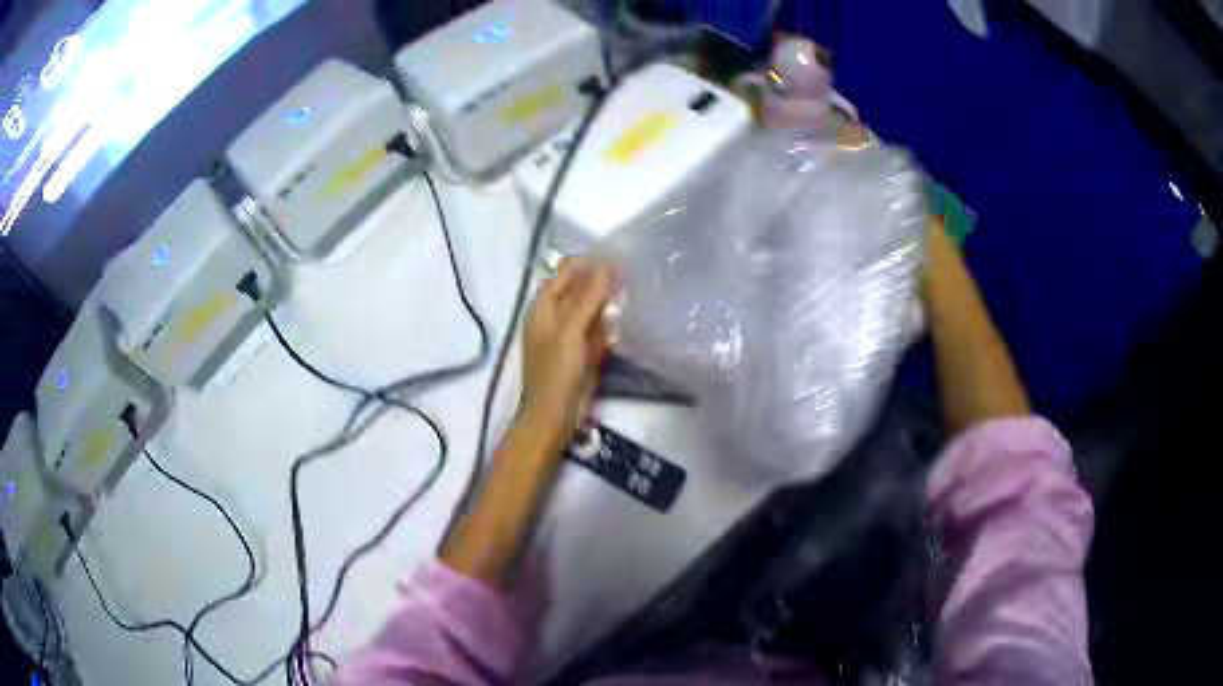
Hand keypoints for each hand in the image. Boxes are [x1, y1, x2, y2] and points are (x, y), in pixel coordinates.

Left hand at [520, 257, 613, 440]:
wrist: (554, 415)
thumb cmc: (557, 370)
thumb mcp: (572, 329)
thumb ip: (588, 296)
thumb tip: (607, 264)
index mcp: (543, 308)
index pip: (564, 274)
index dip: (586, 264)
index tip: (615, 257)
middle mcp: (553, 318)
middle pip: (576, 290)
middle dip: (599, 281)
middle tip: (629, 272)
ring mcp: (567, 336)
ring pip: (588, 310)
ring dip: (605, 301)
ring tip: (631, 289)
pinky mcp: (580, 353)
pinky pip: (594, 331)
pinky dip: (606, 323)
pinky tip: (623, 319)